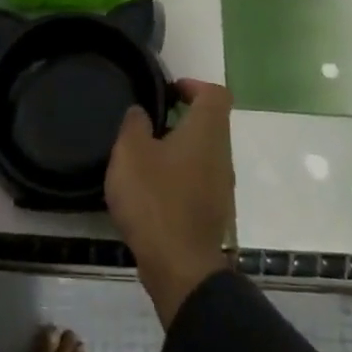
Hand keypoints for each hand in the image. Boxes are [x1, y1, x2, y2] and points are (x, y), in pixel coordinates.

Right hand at [104, 79, 234, 327]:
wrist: (180, 266)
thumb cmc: (154, 200)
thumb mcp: (130, 153)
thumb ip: (134, 124)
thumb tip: (141, 111)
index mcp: (205, 132)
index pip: (214, 93)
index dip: (192, 85)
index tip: (167, 91)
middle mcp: (221, 154)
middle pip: (210, 123)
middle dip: (181, 118)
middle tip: (147, 122)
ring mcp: (221, 185)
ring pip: (204, 153)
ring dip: (179, 148)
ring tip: (144, 156)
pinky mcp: (213, 211)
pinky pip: (199, 179)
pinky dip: (179, 175)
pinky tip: (151, 188)